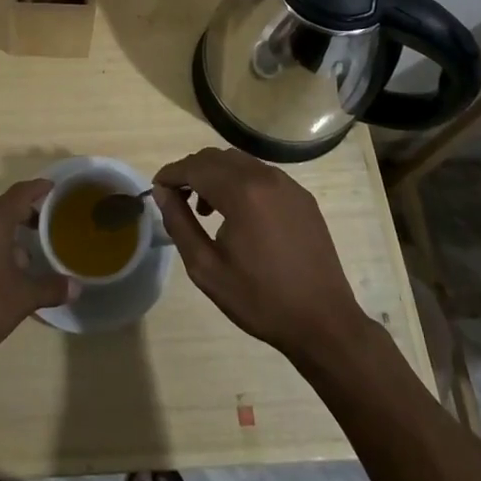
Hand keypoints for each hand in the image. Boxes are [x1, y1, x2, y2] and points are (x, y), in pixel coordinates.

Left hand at [0, 178, 73, 373]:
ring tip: (29, 253)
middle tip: (48, 223)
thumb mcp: (22, 298)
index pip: (20, 193)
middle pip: (4, 207)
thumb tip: (76, 286)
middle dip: (26, 213)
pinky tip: (4, 270)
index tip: (54, 187)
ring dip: (9, 234)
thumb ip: (50, 288)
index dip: (39, 188)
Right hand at [154, 148, 370, 358]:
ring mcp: (288, 184)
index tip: (157, 188)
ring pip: (240, 163)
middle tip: (178, 199)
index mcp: (241, 192)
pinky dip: (242, 182)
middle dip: (192, 171)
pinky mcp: (302, 196)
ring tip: (207, 209)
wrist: (323, 322)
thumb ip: (179, 224)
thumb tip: (162, 192)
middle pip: (217, 157)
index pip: (195, 166)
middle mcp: (265, 177)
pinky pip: (262, 175)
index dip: (172, 173)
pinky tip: (240, 214)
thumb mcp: (207, 268)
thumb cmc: (260, 299)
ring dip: (216, 175)